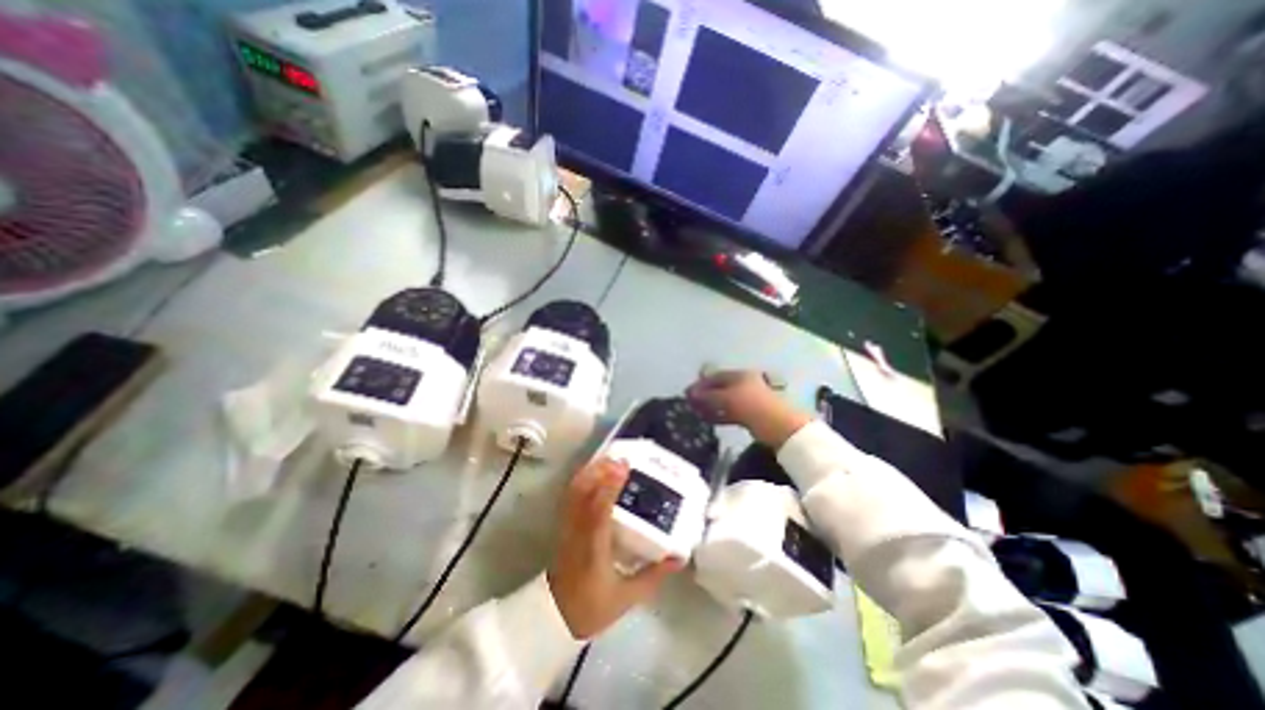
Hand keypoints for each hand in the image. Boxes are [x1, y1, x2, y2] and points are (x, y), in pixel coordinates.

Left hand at [545, 459, 681, 640]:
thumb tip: (679, 557)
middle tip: (620, 458)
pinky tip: (595, 474)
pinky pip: (571, 496)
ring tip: (609, 460)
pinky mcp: (563, 526)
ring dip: (590, 472)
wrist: (554, 618)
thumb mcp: (628, 597)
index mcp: (593, 549)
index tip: (623, 466)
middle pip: (582, 493)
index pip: (599, 511)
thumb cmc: (592, 607)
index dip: (609, 486)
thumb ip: (654, 575)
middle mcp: (577, 532)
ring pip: (574, 491)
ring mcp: (567, 527)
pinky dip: (582, 480)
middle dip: (599, 471)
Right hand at [692, 368, 809, 445]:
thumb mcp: (728, 399)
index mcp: (740, 376)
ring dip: (710, 406)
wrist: (780, 427)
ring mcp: (747, 400)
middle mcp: (744, 385)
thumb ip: (708, 396)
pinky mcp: (750, 415)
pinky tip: (708, 420)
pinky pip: (730, 412)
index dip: (701, 383)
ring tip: (696, 413)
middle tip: (690, 403)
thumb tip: (691, 393)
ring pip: (724, 401)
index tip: (687, 392)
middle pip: (720, 388)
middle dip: (704, 395)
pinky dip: (719, 415)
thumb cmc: (752, 406)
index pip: (716, 376)